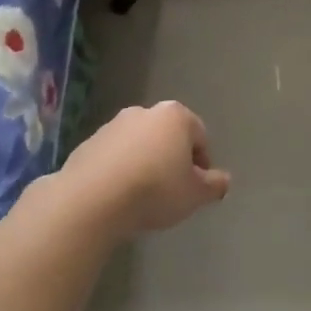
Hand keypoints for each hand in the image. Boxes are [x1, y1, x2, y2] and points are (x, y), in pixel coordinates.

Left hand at [59, 101, 231, 237]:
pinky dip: (120, 170)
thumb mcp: (195, 194)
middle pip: (168, 136)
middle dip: (173, 160)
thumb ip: (215, 185)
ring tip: (144, 196)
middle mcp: (143, 112)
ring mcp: (111, 126)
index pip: (200, 136)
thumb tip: (223, 180)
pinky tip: (119, 195)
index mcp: (175, 116)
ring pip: (139, 145)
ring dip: (145, 164)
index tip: (197, 187)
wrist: (93, 198)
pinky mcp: (87, 143)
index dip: (203, 163)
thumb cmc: (155, 190)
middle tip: (173, 191)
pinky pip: (114, 157)